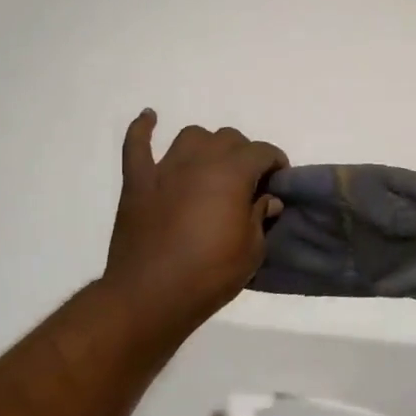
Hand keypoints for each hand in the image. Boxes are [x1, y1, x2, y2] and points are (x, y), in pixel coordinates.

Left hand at [101, 110, 287, 343]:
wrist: (150, 297)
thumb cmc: (209, 275)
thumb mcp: (252, 251)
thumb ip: (260, 217)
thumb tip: (266, 199)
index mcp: (232, 174)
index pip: (262, 152)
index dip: (276, 162)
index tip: (279, 181)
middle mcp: (200, 161)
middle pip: (228, 138)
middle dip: (244, 154)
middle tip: (248, 181)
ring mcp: (164, 168)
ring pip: (191, 136)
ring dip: (206, 146)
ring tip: (211, 166)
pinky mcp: (137, 182)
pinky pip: (136, 145)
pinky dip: (142, 129)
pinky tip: (149, 118)